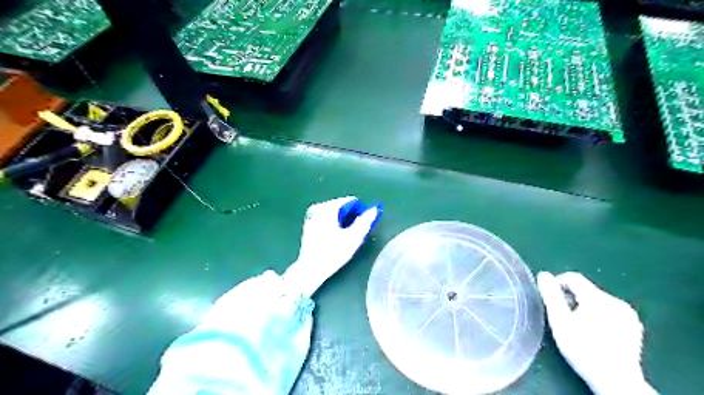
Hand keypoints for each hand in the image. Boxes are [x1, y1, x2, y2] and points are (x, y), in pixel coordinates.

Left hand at [282, 196, 382, 297]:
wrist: (310, 269)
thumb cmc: (333, 253)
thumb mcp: (353, 238)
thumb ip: (365, 221)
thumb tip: (374, 209)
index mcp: (328, 207)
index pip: (351, 201)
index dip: (361, 212)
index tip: (363, 225)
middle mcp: (318, 207)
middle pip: (342, 207)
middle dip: (351, 217)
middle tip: (354, 233)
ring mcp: (311, 215)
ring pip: (334, 213)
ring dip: (343, 222)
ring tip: (346, 237)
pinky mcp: (309, 224)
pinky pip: (326, 219)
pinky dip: (333, 224)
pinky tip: (335, 238)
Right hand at [536, 272, 656, 394]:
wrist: (616, 380)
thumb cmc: (582, 349)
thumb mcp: (560, 321)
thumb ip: (551, 295)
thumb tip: (544, 275)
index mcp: (597, 298)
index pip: (573, 277)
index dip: (557, 283)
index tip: (551, 299)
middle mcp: (615, 301)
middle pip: (585, 289)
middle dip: (571, 298)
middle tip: (563, 317)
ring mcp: (628, 314)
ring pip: (597, 300)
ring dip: (584, 307)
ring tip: (578, 326)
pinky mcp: (634, 326)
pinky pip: (610, 311)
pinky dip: (599, 316)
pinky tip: (595, 333)